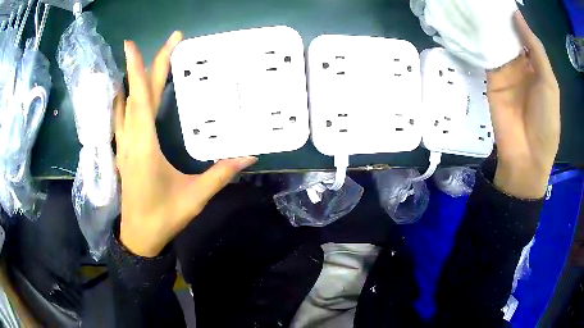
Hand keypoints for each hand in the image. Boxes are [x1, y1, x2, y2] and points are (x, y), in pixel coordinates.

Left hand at [115, 32, 256, 256]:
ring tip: (145, 61)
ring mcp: (123, 145)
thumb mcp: (195, 196)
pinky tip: (126, 94)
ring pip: (124, 105)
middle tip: (168, 43)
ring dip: (133, 80)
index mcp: (144, 145)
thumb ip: (221, 173)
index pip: (140, 98)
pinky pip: (120, 119)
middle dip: (147, 65)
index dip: (138, 68)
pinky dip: (123, 101)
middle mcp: (130, 139)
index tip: (132, 44)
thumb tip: (250, 155)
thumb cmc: (164, 216)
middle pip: (136, 95)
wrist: (139, 237)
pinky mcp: (122, 152)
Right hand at [486, 12, 559, 198]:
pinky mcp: (491, 79)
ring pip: (496, 43)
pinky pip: (486, 56)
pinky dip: (481, 41)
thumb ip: (536, 49)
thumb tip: (517, 15)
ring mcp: (505, 72)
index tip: (504, 2)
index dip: (516, 19)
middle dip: (500, 19)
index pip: (524, 36)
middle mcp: (521, 65)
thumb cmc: (545, 122)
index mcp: (536, 67)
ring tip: (478, 6)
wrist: (526, 156)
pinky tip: (474, 25)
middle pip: (509, 36)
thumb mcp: (549, 83)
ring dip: (490, 27)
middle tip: (487, 1)